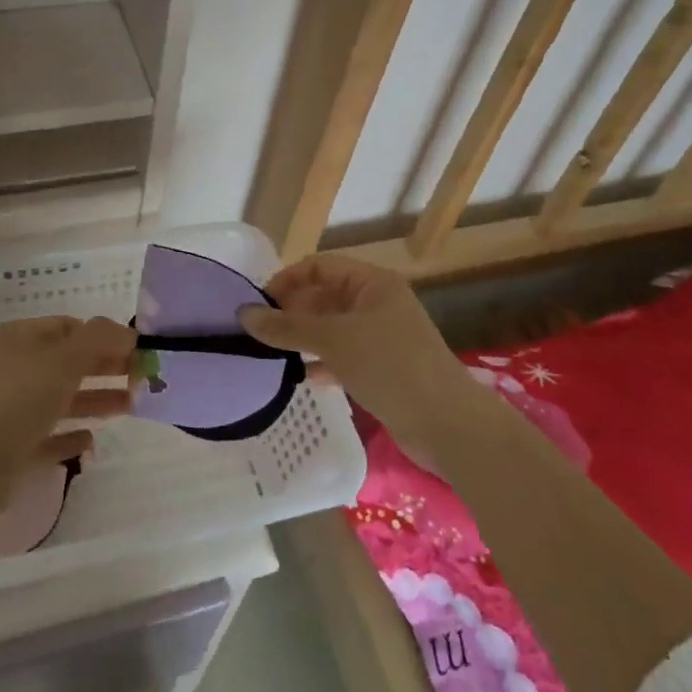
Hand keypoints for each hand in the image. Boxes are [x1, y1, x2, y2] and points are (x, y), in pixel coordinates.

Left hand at [0, 316, 135, 497]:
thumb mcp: (63, 358)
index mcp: (15, 338)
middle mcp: (10, 368)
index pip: (67, 327)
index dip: (103, 336)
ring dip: (95, 400)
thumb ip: (99, 339)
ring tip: (131, 407)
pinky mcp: (9, 448)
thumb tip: (128, 331)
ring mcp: (7, 410)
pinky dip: (70, 435)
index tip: (136, 351)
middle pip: (66, 362)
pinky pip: (47, 436)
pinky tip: (92, 441)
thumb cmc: (17, 400)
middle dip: (104, 368)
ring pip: (60, 399)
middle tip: (141, 379)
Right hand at [238, 254, 465, 447]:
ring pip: (332, 328)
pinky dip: (321, 362)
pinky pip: (342, 356)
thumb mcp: (334, 340)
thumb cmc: (391, 366)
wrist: (447, 424)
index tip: (259, 304)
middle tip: (259, 332)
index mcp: (372, 283)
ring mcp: (381, 337)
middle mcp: (377, 304)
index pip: (320, 266)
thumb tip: (243, 314)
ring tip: (271, 354)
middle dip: (292, 311)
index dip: (288, 279)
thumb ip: (287, 327)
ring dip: (303, 338)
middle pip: (325, 296)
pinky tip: (301, 377)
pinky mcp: (382, 369)